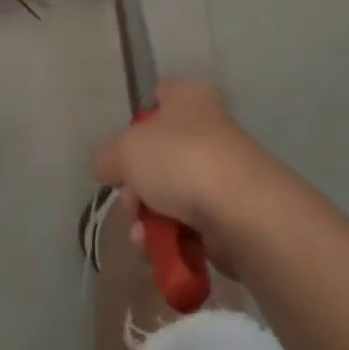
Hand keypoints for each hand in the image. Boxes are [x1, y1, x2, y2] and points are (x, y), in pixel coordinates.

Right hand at [92, 80, 280, 256]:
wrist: (241, 210)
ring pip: (171, 192)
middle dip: (136, 184)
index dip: (136, 124)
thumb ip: (107, 156)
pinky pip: (190, 223)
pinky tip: (159, 252)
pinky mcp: (230, 211)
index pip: (158, 97)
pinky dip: (172, 238)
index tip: (123, 151)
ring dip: (149, 217)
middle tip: (131, 202)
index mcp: (188, 96)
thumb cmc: (180, 160)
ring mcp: (221, 170)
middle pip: (158, 153)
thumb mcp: (125, 150)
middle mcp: (208, 126)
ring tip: (142, 237)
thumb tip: (109, 166)